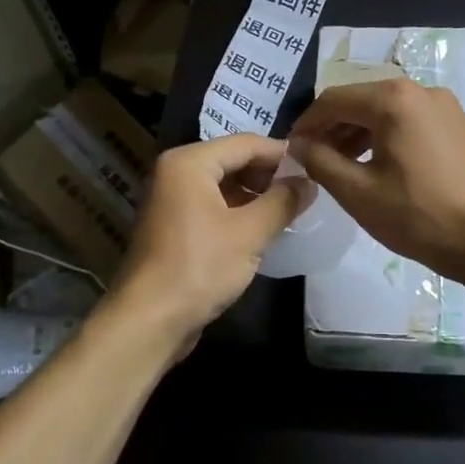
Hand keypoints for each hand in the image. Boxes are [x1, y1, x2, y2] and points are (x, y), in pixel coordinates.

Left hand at [112, 135, 313, 337]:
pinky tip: (264, 228)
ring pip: (223, 186)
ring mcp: (171, 201)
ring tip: (290, 209)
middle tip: (306, 190)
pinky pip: (212, 207)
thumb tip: (309, 182)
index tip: (315, 166)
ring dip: (255, 195)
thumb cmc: (200, 267)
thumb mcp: (250, 233)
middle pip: (232, 161)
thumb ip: (282, 202)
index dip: (282, 153)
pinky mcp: (174, 228)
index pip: (245, 143)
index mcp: (189, 163)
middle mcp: (175, 173)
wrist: (149, 320)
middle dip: (269, 174)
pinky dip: (238, 212)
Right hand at [289, 78, 464, 281]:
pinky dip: (385, 136)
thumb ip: (320, 161)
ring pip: (386, 110)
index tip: (290, 150)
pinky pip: (409, 121)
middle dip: (332, 128)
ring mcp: (444, 105)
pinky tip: (376, 165)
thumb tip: (298, 145)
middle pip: (360, 100)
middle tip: (312, 160)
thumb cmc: (419, 216)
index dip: (306, 124)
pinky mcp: (457, 124)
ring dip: (357, 133)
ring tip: (340, 166)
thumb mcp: (358, 192)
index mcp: (393, 99)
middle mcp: (420, 90)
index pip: (333, 100)